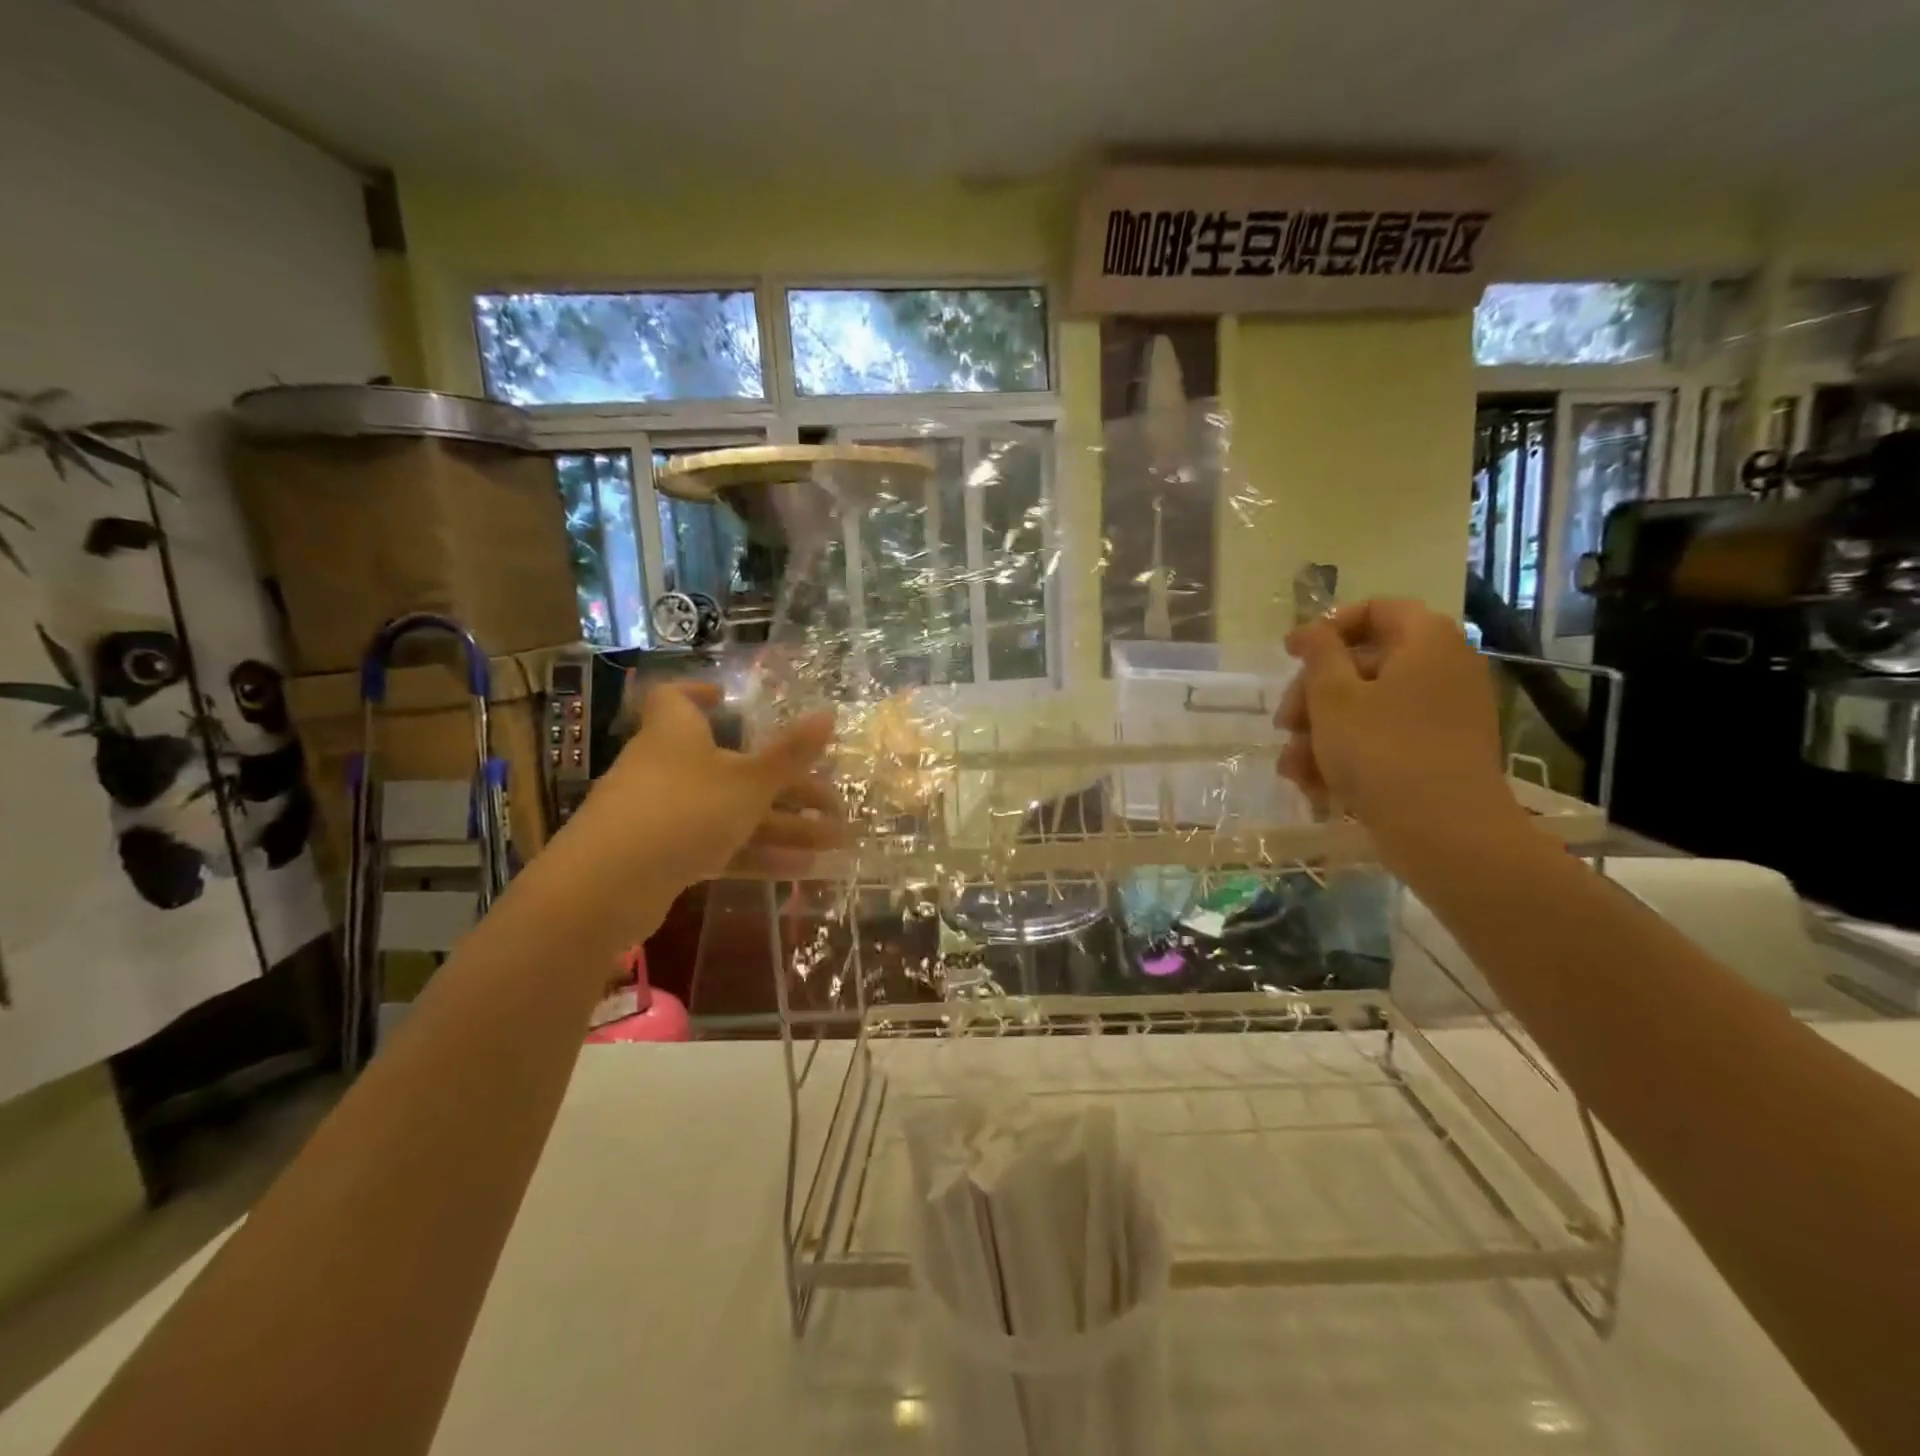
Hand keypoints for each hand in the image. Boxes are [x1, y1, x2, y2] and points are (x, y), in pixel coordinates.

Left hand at [563, 680, 843, 891]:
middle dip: (785, 784)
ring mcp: (663, 815)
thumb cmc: (683, 810)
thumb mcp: (749, 781)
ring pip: (732, 812)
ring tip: (835, 840)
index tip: (729, 698)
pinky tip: (802, 869)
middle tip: (832, 801)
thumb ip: (791, 753)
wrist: (608, 887)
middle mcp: (667, 767)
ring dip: (783, 825)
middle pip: (731, 766)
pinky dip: (757, 854)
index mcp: (676, 733)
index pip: (676, 698)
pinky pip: (720, 846)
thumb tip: (829, 712)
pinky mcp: (662, 857)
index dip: (700, 693)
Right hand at [1276, 599, 1522, 869]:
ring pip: (1366, 708)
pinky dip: (1348, 756)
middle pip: (1362, 664)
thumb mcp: (1333, 697)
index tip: (1289, 654)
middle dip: (1312, 697)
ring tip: (1294, 770)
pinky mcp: (1439, 753)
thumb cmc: (1382, 752)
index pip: (1375, 610)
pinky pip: (1384, 739)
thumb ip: (1318, 654)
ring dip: (1320, 735)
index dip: (1326, 628)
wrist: (1446, 835)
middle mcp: (1443, 668)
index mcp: (1425, 641)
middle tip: (1284, 726)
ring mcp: (1444, 713)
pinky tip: (1317, 788)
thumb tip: (1312, 629)